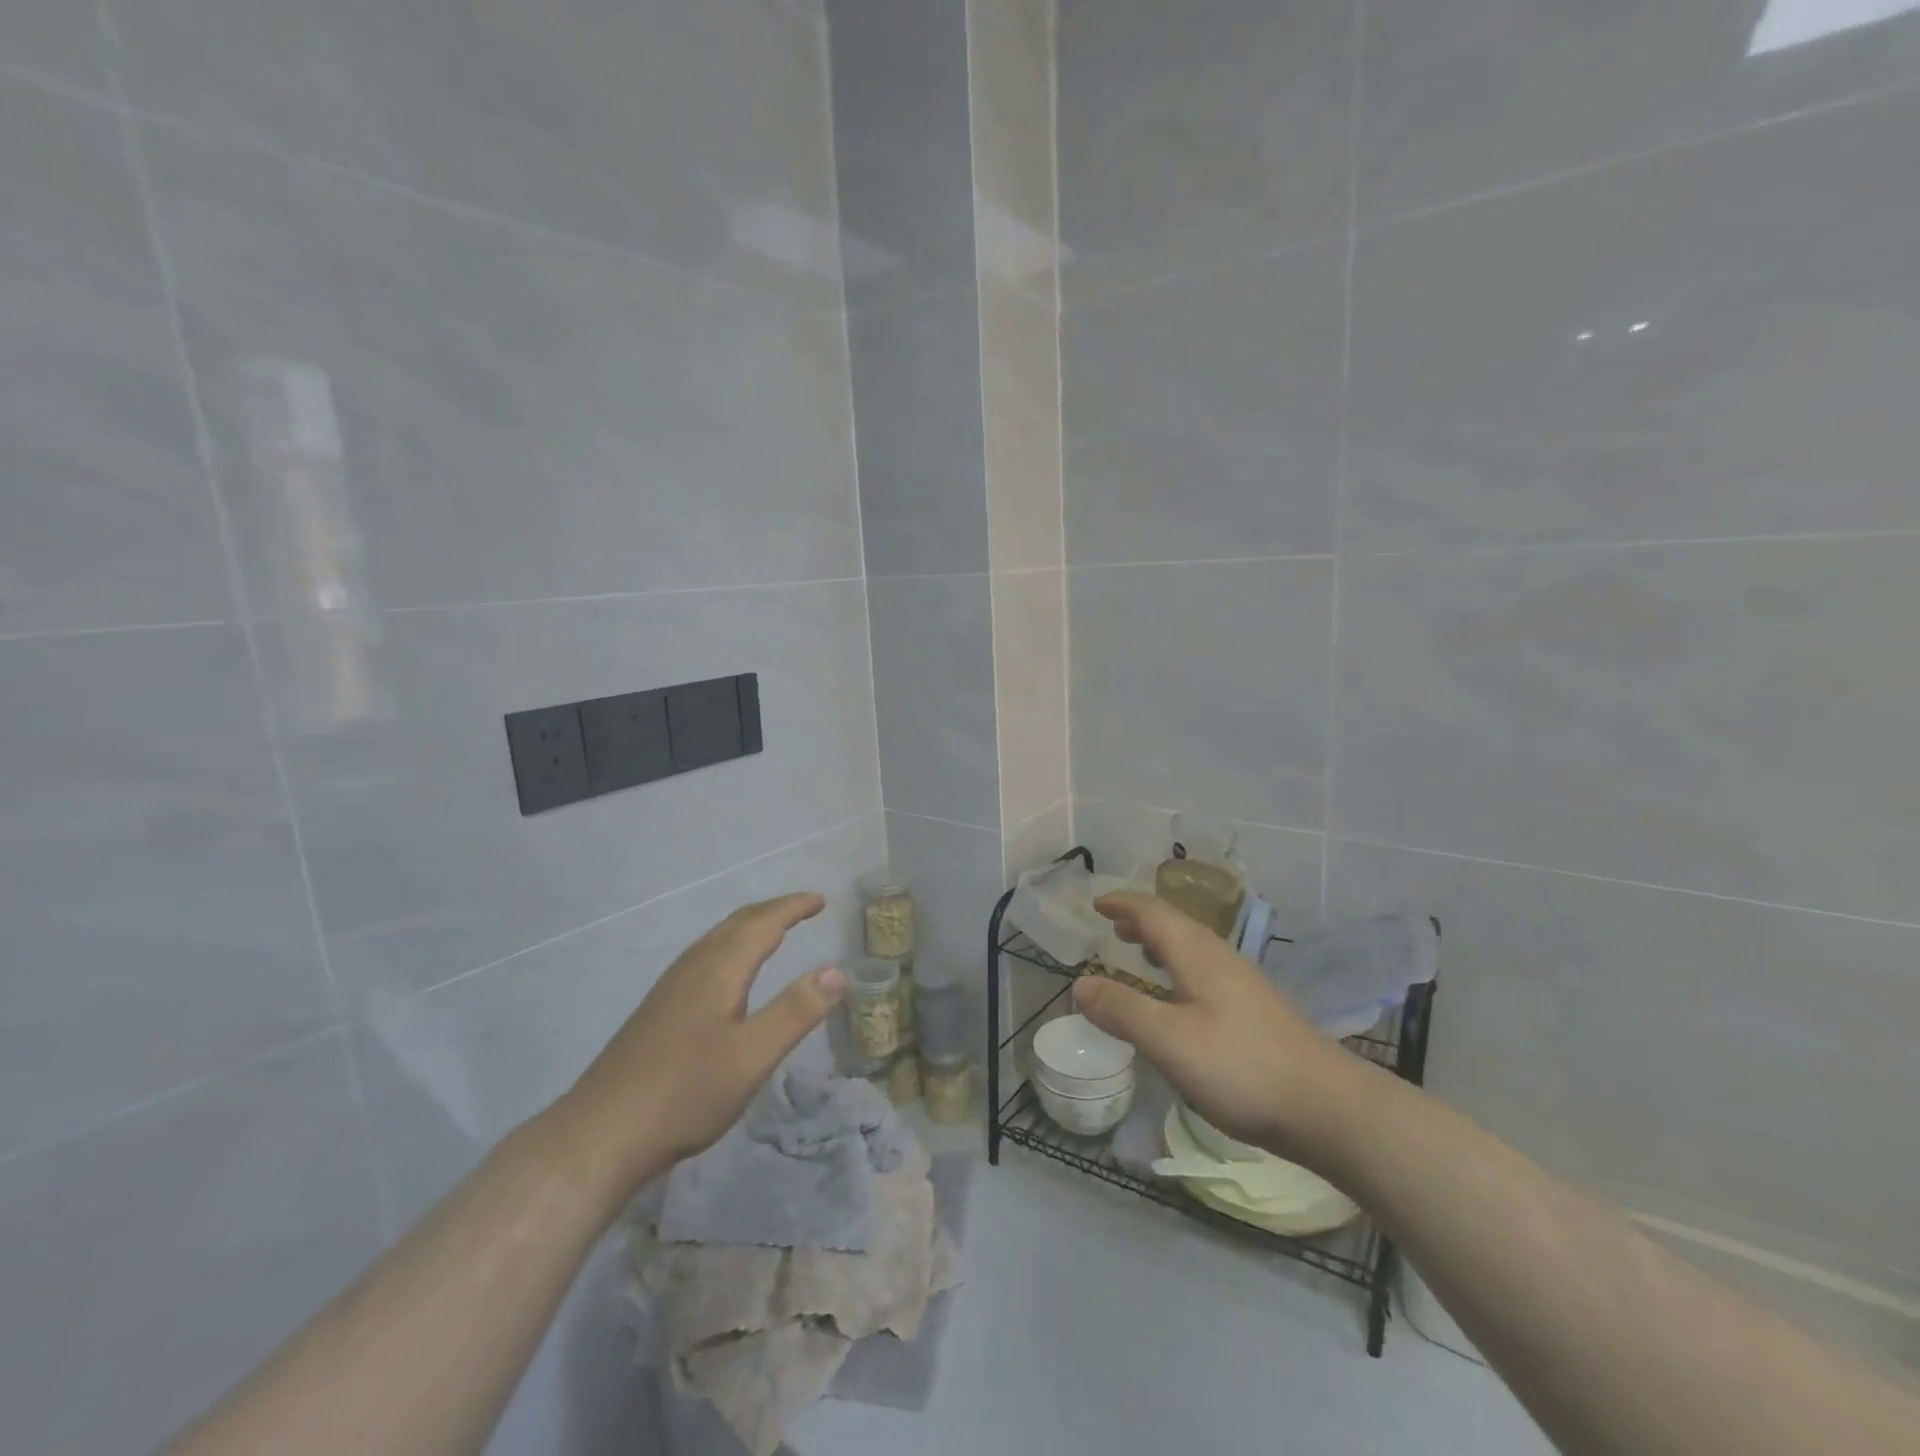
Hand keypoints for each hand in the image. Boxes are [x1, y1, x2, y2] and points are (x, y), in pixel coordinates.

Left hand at [548, 894, 846, 1205]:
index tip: (821, 901)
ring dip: (750, 927)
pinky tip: (728, 975)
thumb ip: (796, 1011)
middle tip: (804, 909)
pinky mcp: (658, 1010)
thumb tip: (837, 970)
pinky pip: (704, 957)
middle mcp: (692, 967)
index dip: (793, 908)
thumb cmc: (685, 1093)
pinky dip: (731, 947)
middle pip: (737, 923)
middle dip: (773, 911)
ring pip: (717, 939)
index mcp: (718, 970)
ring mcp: (670, 988)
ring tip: (774, 932)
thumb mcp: (752, 1057)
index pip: (763, 923)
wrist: (600, 1135)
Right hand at [1072, 893, 1358, 1164]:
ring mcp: (1243, 984)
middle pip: (1176, 925)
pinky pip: (1206, 971)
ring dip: (1162, 944)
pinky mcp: (1256, 1011)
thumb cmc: (1241, 1067)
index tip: (1096, 904)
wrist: (1329, 1107)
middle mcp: (1220, 958)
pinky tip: (1181, 1000)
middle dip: (1141, 921)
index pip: (1153, 912)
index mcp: (1197, 954)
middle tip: (1113, 927)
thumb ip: (1123, 1011)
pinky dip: (1179, 969)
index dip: (1123, 904)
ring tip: (1141, 954)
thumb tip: (1079, 984)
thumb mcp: (1169, 1041)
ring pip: (1193, 949)